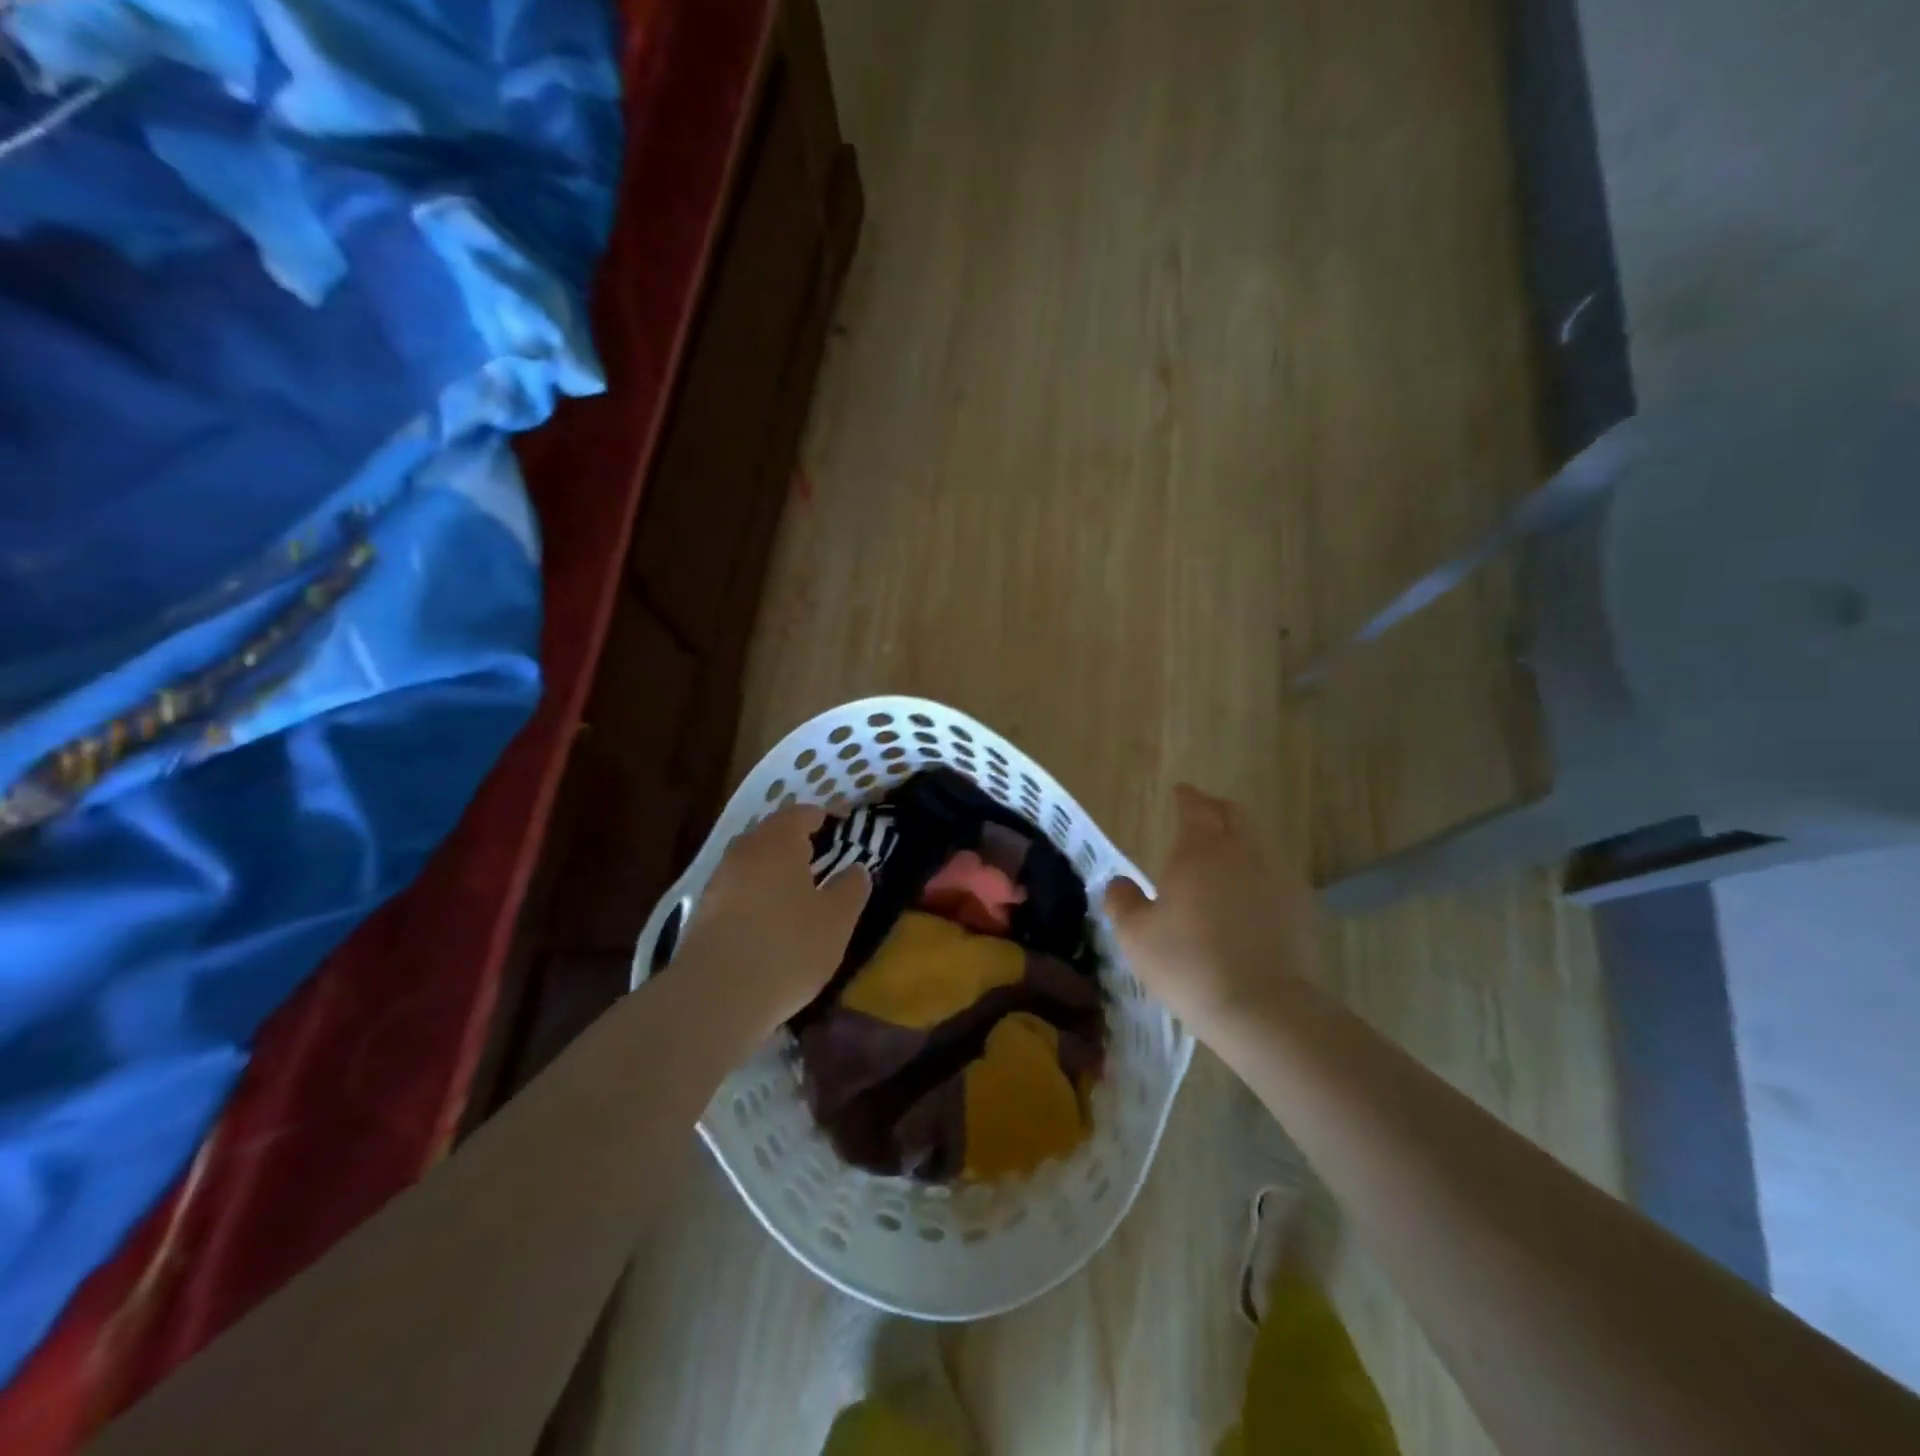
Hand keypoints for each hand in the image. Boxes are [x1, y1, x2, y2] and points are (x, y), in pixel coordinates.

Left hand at [675, 805, 871, 1031]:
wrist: (715, 996)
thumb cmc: (788, 947)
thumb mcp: (837, 920)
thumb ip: (851, 888)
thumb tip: (856, 869)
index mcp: (778, 842)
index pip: (799, 814)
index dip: (819, 817)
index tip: (835, 824)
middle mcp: (743, 852)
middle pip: (769, 834)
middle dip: (792, 842)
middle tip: (816, 856)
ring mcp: (717, 882)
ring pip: (749, 863)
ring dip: (771, 870)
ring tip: (794, 891)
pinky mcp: (700, 913)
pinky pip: (735, 891)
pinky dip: (753, 895)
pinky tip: (766, 920)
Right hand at [1103, 785, 1318, 1038]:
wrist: (1261, 1007)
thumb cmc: (1187, 963)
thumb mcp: (1135, 935)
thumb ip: (1123, 901)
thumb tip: (1119, 883)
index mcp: (1200, 849)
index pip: (1195, 807)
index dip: (1186, 797)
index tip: (1180, 792)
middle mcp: (1243, 851)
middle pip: (1233, 815)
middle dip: (1215, 811)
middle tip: (1200, 816)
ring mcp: (1277, 877)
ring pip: (1258, 844)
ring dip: (1239, 841)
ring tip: (1223, 859)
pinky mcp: (1301, 907)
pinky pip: (1276, 876)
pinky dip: (1259, 875)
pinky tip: (1249, 898)